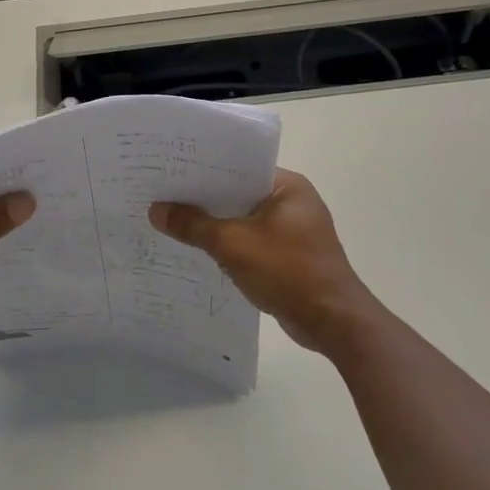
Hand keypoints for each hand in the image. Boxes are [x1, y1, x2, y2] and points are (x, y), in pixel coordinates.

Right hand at [150, 169, 383, 356]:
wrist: (333, 323)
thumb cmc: (288, 272)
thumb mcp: (234, 245)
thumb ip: (193, 225)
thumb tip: (156, 210)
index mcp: (287, 186)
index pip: (238, 167)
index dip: (203, 169)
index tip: (169, 172)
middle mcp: (292, 202)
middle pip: (238, 193)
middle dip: (203, 199)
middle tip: (161, 196)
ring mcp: (292, 231)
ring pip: (242, 220)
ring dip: (214, 224)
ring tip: (171, 221)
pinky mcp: (289, 256)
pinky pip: (250, 242)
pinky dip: (228, 245)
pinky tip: (197, 250)